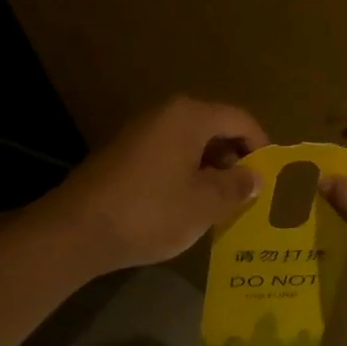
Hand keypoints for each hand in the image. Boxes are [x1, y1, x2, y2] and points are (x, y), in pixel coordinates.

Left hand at [49, 97, 267, 272]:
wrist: (76, 231)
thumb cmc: (151, 211)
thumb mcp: (205, 203)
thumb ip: (236, 186)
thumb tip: (255, 176)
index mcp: (190, 116)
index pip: (240, 120)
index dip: (261, 146)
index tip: (270, 176)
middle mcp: (166, 114)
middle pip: (214, 127)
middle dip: (235, 158)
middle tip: (247, 192)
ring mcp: (141, 133)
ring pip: (190, 143)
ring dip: (210, 169)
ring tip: (221, 203)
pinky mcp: (124, 154)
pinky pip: (168, 155)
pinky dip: (185, 174)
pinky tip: (186, 205)